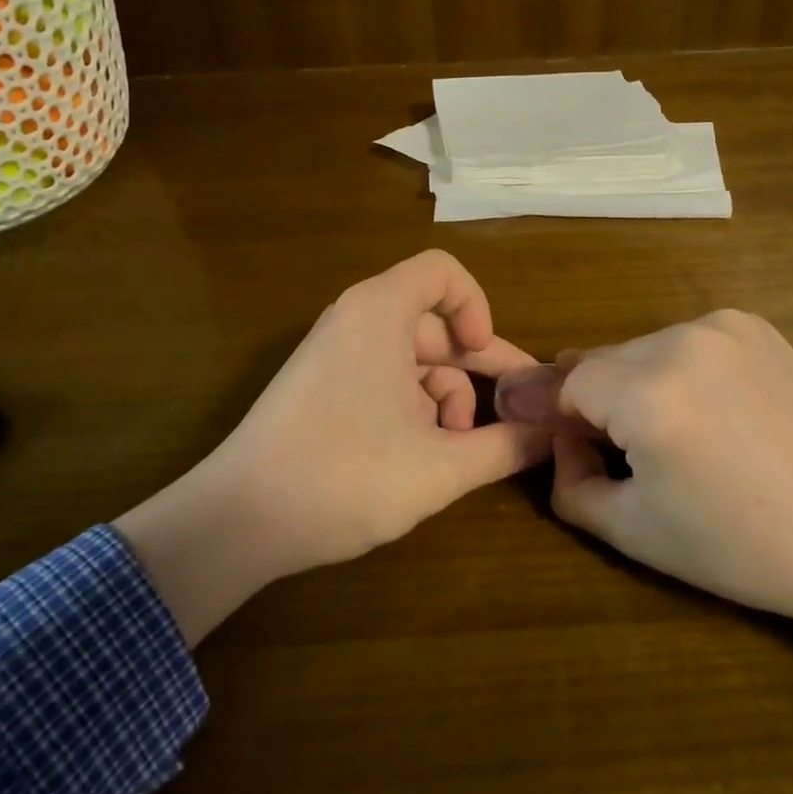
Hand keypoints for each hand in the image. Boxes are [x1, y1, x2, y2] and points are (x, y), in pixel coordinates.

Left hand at [116, 250, 547, 646]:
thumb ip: (506, 446)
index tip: (487, 361)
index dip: (477, 307)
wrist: (238, 522)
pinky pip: (385, 378)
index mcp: (380, 312)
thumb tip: (554, 434)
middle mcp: (356, 319)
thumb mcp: (440, 467)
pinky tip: (421, 456)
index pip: (443, 272)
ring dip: (445, 399)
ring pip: (413, 358)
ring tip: (453, 451)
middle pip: (435, 323)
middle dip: (476, 371)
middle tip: (512, 418)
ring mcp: (336, 353)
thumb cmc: (345, 477)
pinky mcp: (322, 386)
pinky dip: (412, 408)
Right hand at [541, 311, 792, 711]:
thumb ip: (570, 482)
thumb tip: (559, 440)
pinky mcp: (751, 324)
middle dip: (588, 397)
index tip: (524, 417)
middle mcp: (679, 342)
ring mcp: (720, 326)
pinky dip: (674, 368)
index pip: (565, 382)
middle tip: (592, 439)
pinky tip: (703, 410)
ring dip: (632, 381)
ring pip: (642, 349)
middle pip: (602, 361)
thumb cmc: (741, 545)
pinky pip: (684, 341)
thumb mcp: (634, 531)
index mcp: (647, 395)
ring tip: (659, 431)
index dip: (545, 405)